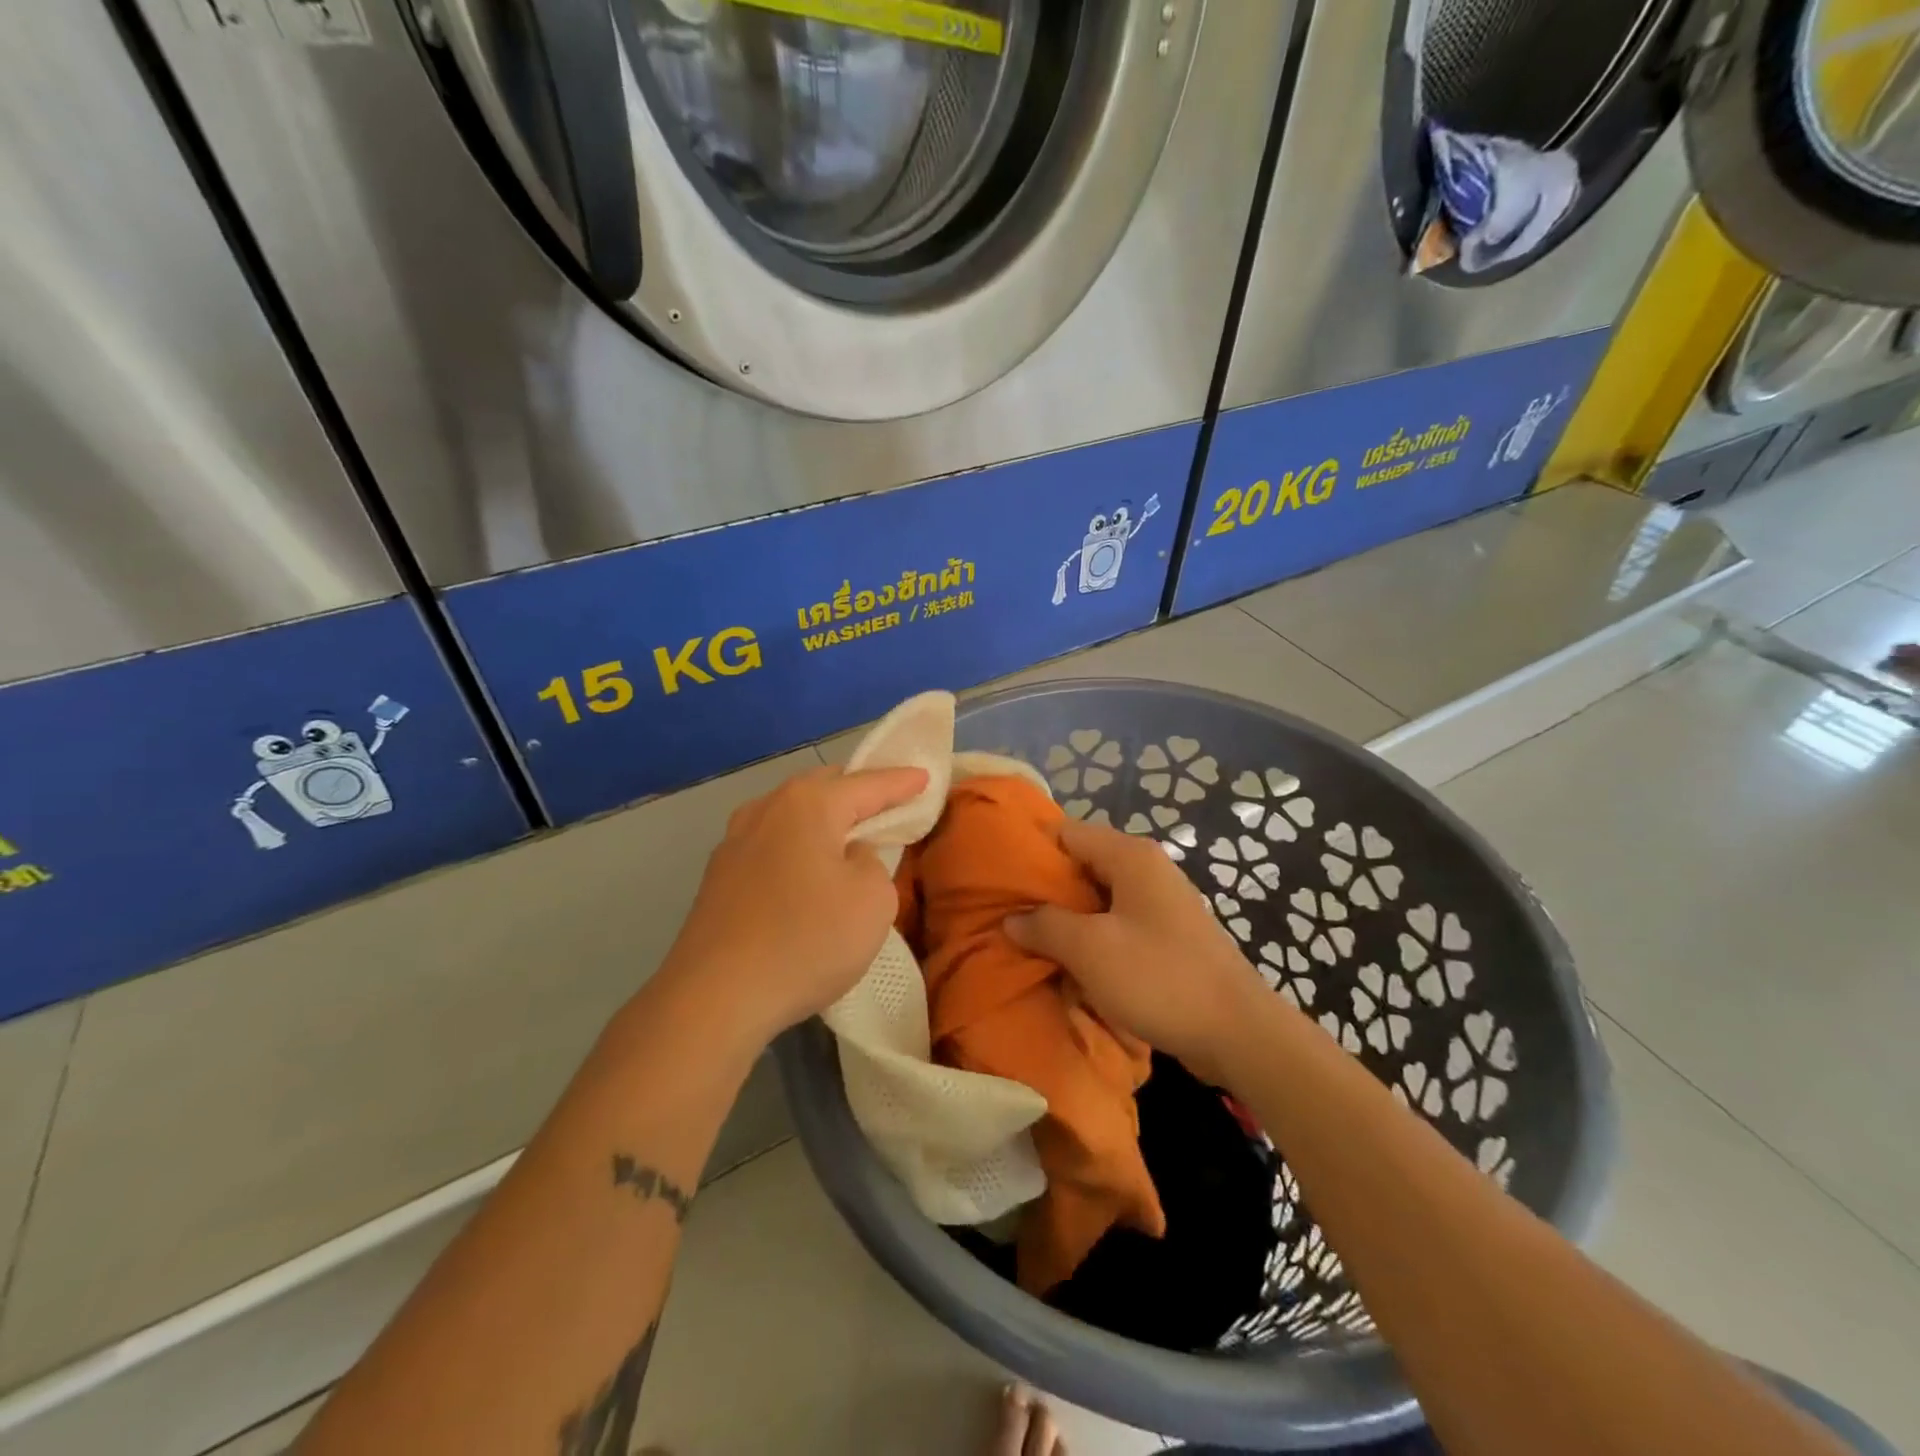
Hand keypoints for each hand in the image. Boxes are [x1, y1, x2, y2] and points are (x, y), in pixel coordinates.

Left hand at [657, 764, 928, 1048]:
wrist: (715, 997)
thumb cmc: (807, 940)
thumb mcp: (872, 900)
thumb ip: (873, 862)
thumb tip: (849, 855)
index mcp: (809, 804)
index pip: (867, 783)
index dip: (901, 782)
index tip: (924, 776)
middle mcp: (767, 808)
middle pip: (823, 786)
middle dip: (858, 792)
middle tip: (888, 806)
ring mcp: (735, 840)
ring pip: (791, 813)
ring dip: (822, 819)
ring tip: (846, 836)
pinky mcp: (718, 875)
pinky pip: (771, 842)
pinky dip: (796, 844)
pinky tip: (804, 869)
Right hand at [1005, 817, 1274, 1082]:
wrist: (1238, 1033)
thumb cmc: (1159, 978)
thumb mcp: (1089, 949)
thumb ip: (1045, 925)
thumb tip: (1013, 918)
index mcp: (1131, 857)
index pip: (1066, 832)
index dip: (1031, 851)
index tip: (998, 877)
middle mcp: (1147, 870)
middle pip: (1082, 865)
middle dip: (1046, 890)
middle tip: (1007, 914)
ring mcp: (1161, 904)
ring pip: (1099, 900)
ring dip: (1068, 920)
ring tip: (1030, 941)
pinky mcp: (1168, 937)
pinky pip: (1118, 926)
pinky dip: (1093, 940)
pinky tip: (1071, 964)